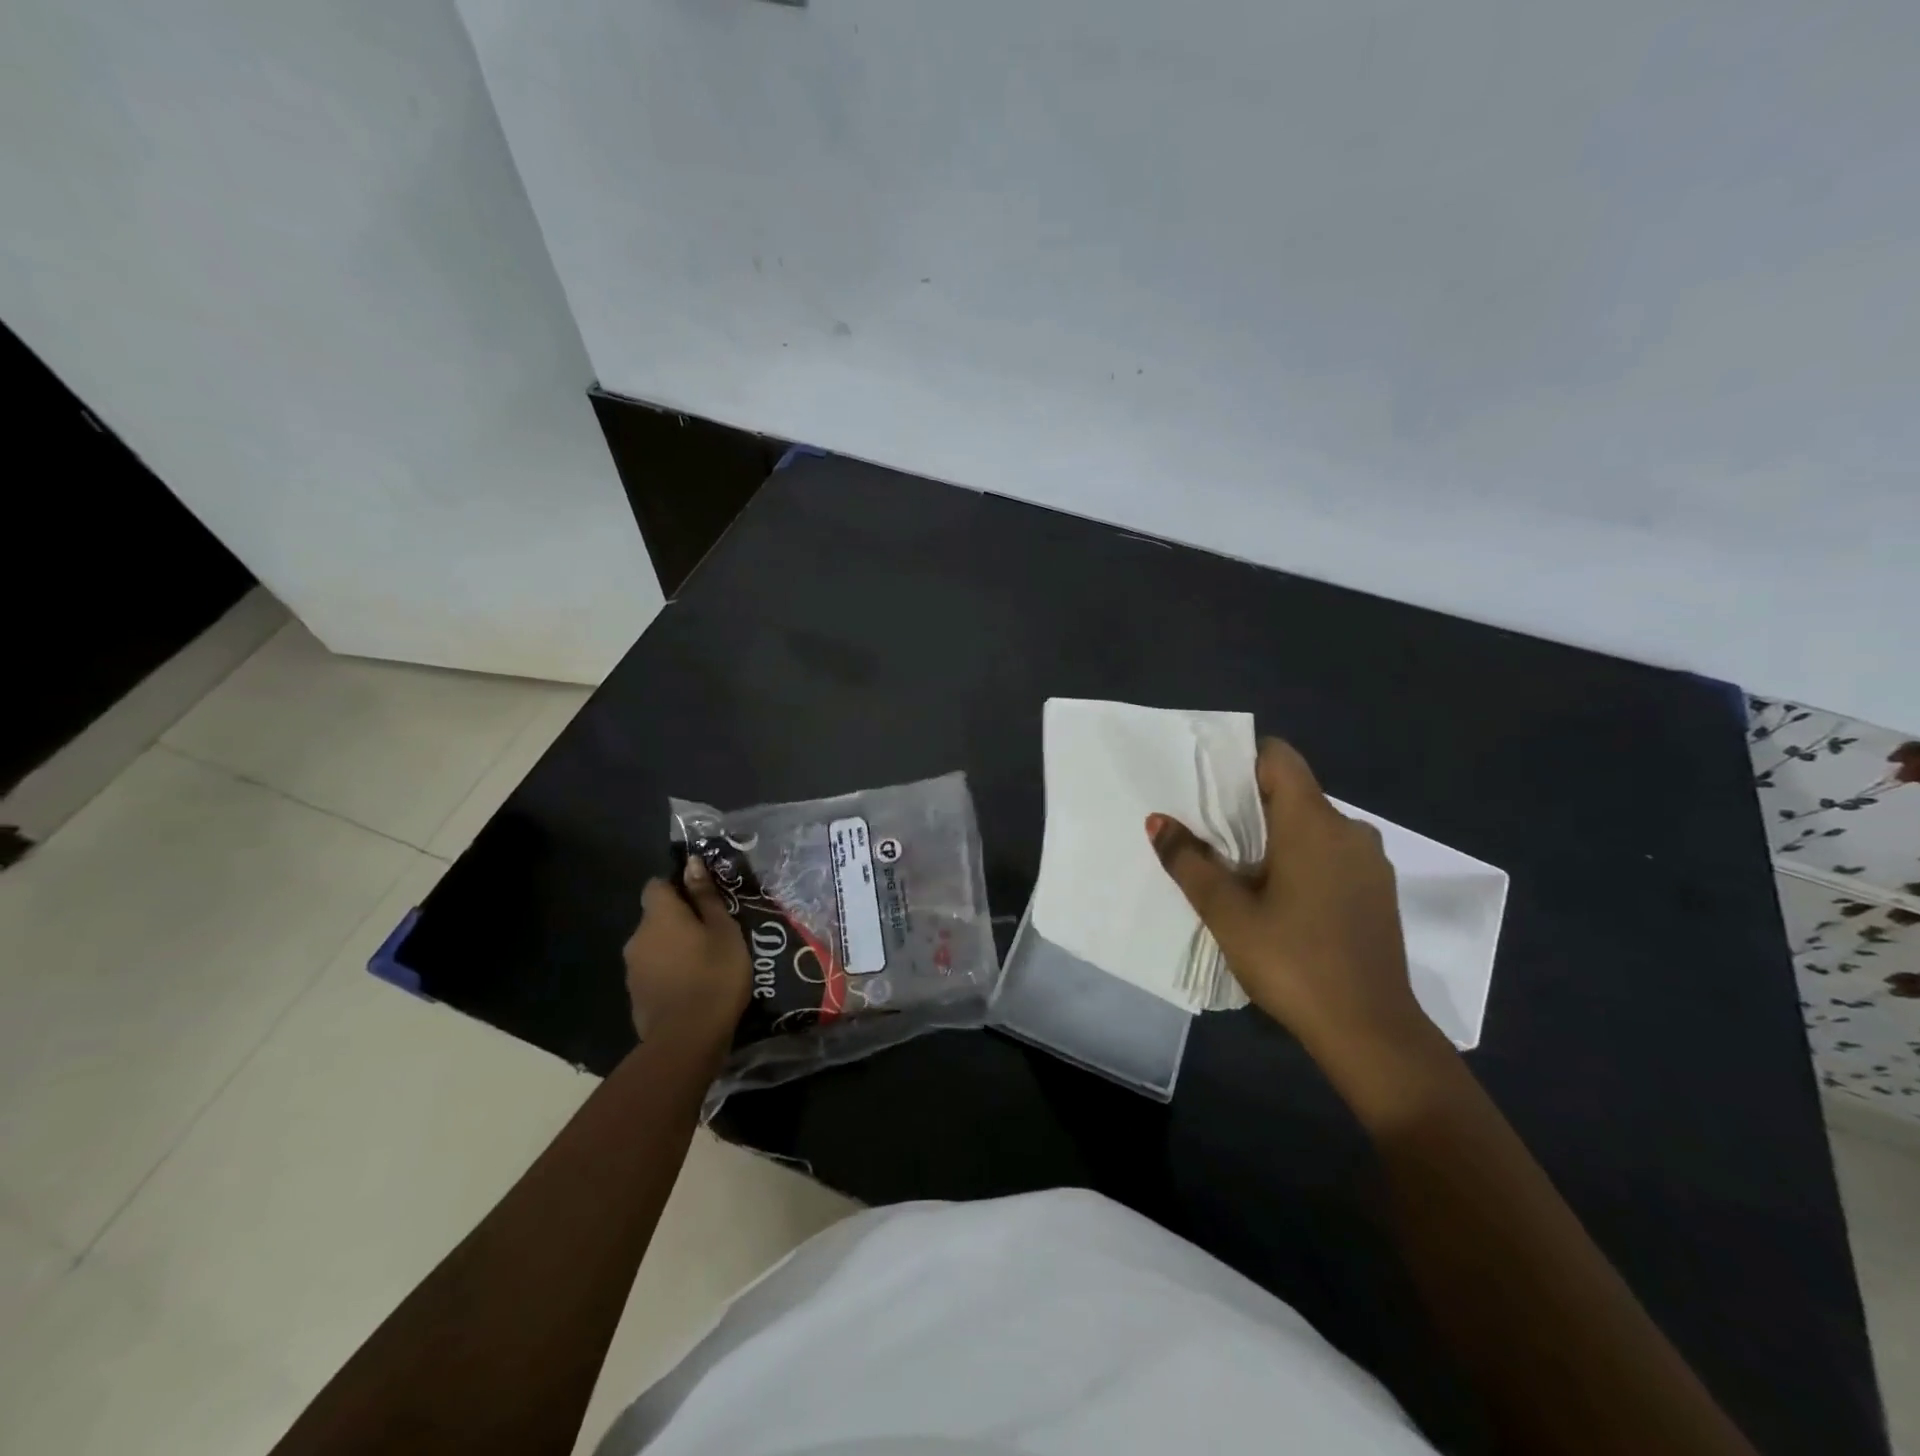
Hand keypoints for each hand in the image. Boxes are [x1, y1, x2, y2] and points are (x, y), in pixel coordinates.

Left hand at [623, 858, 751, 1044]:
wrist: (687, 1040)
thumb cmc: (714, 975)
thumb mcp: (724, 931)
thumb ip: (706, 897)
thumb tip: (691, 863)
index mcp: (659, 915)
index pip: (656, 885)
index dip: (677, 887)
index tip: (702, 899)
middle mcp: (638, 937)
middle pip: (656, 918)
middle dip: (679, 921)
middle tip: (713, 932)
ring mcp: (633, 969)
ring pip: (654, 946)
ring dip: (674, 948)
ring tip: (706, 962)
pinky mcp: (636, 996)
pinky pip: (654, 972)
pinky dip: (670, 973)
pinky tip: (694, 986)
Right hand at [1146, 737, 1431, 1063]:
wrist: (1372, 1032)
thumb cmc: (1293, 962)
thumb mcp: (1228, 913)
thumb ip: (1190, 861)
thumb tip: (1157, 821)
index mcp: (1314, 822)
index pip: (1279, 758)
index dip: (1241, 760)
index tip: (1207, 784)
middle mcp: (1349, 830)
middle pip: (1292, 793)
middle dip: (1248, 806)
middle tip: (1206, 831)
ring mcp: (1369, 862)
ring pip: (1312, 827)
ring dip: (1274, 837)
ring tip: (1235, 869)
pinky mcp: (1377, 891)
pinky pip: (1331, 854)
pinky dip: (1300, 860)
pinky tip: (1277, 898)